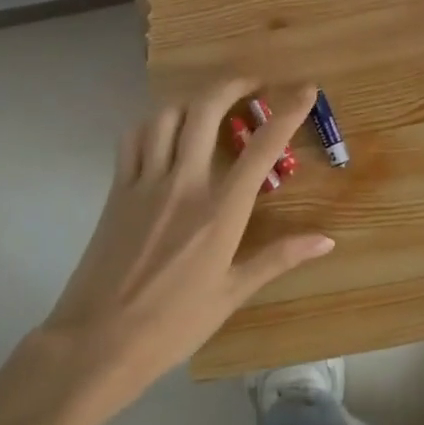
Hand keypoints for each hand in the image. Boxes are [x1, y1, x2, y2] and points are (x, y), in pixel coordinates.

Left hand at [33, 81, 333, 411]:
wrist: (97, 341)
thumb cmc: (173, 324)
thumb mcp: (232, 294)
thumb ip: (278, 258)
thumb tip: (326, 241)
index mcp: (220, 211)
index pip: (262, 148)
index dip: (288, 112)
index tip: (306, 88)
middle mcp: (184, 184)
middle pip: (207, 110)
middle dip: (233, 84)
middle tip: (252, 82)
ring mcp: (145, 182)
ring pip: (167, 116)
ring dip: (192, 100)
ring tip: (210, 105)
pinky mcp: (117, 190)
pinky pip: (134, 138)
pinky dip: (153, 123)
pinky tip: (164, 131)